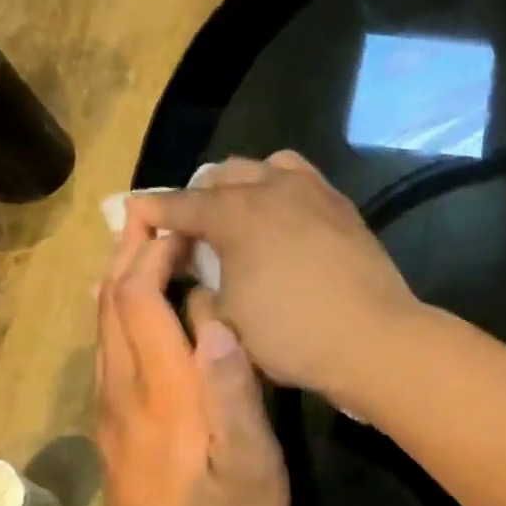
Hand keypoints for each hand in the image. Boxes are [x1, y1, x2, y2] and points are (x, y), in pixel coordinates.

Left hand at [95, 203, 286, 505]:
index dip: (155, 256)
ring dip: (119, 276)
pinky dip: (115, 309)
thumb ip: (236, 393)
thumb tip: (221, 324)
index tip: (184, 226)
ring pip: (102, 323)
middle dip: (129, 252)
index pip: (141, 301)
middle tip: (155, 214)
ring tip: (144, 243)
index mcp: (165, 388)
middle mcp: (126, 386)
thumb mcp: (252, 463)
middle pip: (112, 303)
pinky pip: (105, 348)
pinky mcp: (112, 422)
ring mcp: (112, 405)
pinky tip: (130, 302)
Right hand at [127, 152, 419, 407]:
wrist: (373, 338)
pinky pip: (304, 182)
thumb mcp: (227, 317)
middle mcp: (272, 187)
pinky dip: (283, 191)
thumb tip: (199, 269)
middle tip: (192, 229)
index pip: (179, 204)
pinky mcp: (344, 206)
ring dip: (245, 185)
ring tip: (241, 215)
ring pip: (267, 167)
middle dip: (199, 197)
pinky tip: (285, 220)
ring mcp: (314, 191)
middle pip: (222, 175)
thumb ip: (203, 283)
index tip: (132, 213)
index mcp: (234, 212)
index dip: (151, 211)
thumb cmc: (292, 334)